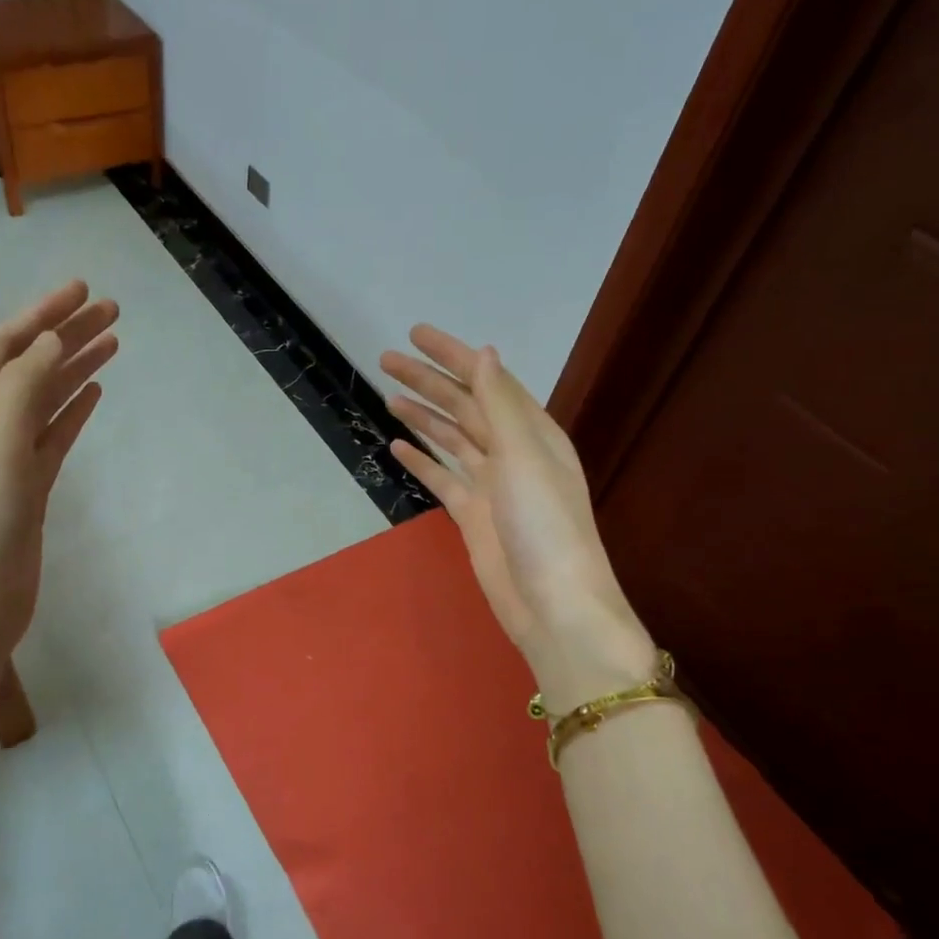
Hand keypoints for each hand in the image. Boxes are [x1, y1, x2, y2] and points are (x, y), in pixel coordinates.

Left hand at [0, 281, 118, 719]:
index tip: (81, 290)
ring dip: (76, 368)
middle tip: (112, 310)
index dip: (41, 316)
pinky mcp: (29, 484)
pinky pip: (54, 434)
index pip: (4, 348)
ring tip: (114, 341)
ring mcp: (8, 456)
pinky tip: (95, 392)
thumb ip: (23, 391)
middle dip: (67, 335)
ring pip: (46, 399)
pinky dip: (73, 410)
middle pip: (30, 367)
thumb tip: (51, 340)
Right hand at [381, 325, 655, 703]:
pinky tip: (398, 446)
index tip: (415, 334)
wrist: (552, 604)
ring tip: (389, 395)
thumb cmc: (544, 524)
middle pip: (463, 406)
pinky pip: (442, 478)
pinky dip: (421, 461)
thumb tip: (484, 353)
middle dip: (428, 381)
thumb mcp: (523, 455)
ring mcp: (491, 485)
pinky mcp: (472, 515)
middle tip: (386, 360)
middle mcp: (512, 452)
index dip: (452, 355)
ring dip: (422, 416)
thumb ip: (499, 404)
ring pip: (451, 439)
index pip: (486, 381)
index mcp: (532, 432)